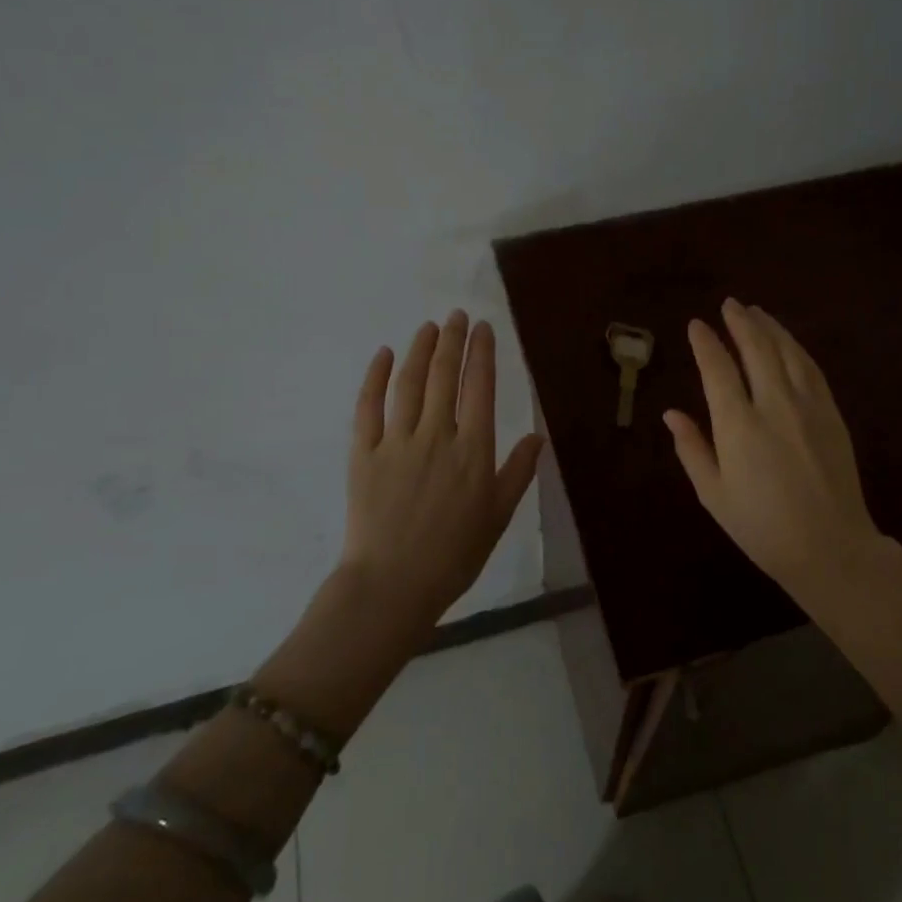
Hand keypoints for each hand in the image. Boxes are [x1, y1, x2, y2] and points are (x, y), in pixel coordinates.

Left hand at [341, 311, 543, 630]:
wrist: (392, 585)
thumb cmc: (453, 555)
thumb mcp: (498, 516)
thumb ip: (517, 473)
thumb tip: (538, 437)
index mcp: (473, 450)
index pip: (480, 387)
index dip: (482, 353)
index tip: (483, 328)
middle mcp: (437, 435)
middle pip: (445, 375)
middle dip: (453, 340)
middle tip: (456, 315)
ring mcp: (396, 441)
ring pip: (409, 383)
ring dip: (420, 349)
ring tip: (428, 327)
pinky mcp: (363, 453)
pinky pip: (368, 406)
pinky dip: (376, 377)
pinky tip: (384, 355)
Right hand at [664, 298, 889, 594]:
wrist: (830, 547)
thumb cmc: (761, 526)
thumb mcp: (714, 494)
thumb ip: (692, 449)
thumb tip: (672, 414)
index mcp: (738, 425)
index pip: (718, 368)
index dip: (706, 342)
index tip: (697, 325)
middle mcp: (773, 404)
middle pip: (756, 348)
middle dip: (740, 322)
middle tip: (729, 305)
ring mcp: (808, 406)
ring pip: (787, 352)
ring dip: (770, 328)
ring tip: (756, 312)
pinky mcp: (831, 413)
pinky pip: (811, 368)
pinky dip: (796, 348)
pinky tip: (788, 342)